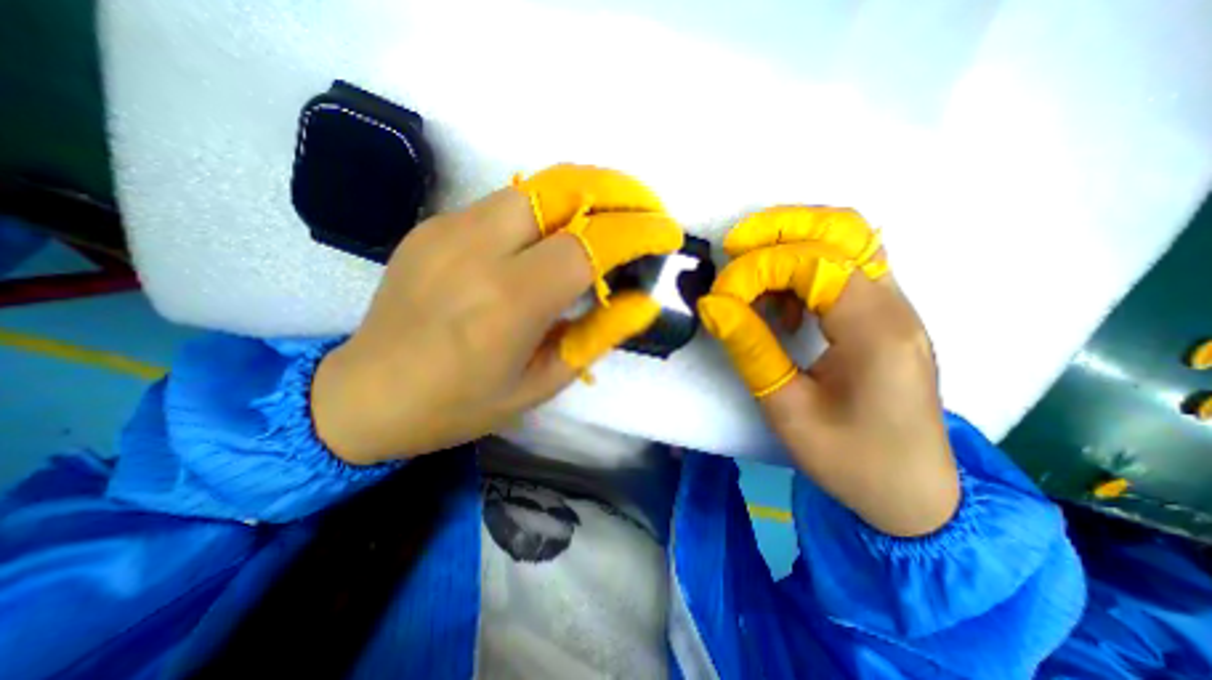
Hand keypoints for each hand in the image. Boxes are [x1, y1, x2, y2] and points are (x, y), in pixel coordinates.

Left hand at [312, 161, 686, 467]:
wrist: (364, 394)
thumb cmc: (459, 404)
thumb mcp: (541, 384)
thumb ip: (596, 337)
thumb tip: (642, 302)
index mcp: (507, 302)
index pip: (589, 244)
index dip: (638, 231)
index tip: (668, 233)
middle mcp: (476, 250)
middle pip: (562, 188)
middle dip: (618, 188)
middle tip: (649, 206)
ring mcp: (448, 229)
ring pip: (535, 186)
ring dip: (586, 192)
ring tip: (615, 213)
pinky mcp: (434, 225)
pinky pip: (506, 204)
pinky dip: (548, 209)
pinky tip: (558, 235)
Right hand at [696, 207, 960, 534]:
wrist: (915, 495)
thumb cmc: (852, 461)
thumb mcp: (787, 410)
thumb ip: (750, 349)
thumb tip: (712, 304)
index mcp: (876, 330)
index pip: (813, 264)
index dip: (758, 268)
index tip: (721, 296)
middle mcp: (894, 305)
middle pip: (843, 229)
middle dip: (780, 227)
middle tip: (734, 246)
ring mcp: (894, 307)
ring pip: (847, 242)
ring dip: (792, 244)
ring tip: (753, 278)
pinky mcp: (884, 317)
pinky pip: (845, 269)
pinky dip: (806, 269)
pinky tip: (785, 307)